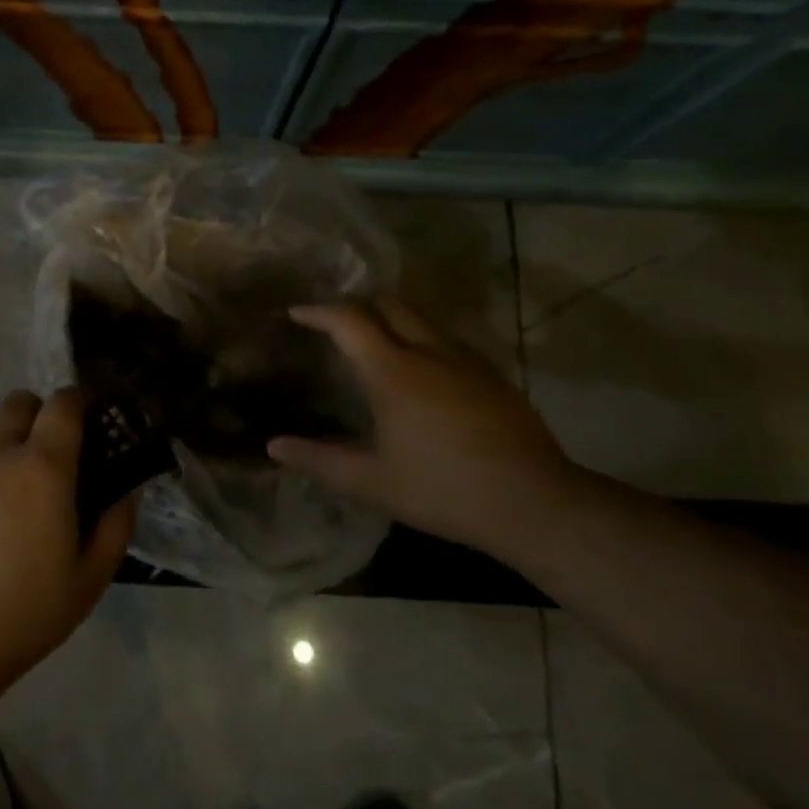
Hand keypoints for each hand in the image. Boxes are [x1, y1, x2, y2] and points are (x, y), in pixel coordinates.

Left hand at [0, 389, 137, 704]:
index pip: (64, 403)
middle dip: (39, 415)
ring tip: (3, 483)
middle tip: (45, 456)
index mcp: (42, 467)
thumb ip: (116, 525)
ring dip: (1, 438)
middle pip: (19, 402)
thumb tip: (128, 488)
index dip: (79, 402)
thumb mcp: (89, 581)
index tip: (87, 420)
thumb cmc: (20, 619)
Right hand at [268, 298, 575, 552]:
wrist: (534, 503)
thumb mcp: (372, 481)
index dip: (318, 311)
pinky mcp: (493, 376)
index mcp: (393, 371)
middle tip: (337, 326)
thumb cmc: (443, 489)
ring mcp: (467, 360)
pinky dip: (423, 341)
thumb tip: (274, 446)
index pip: (349, 320)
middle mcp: (429, 351)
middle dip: (359, 305)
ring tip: (376, 347)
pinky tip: (423, 375)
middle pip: (389, 304)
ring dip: (393, 321)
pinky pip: (448, 340)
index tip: (297, 313)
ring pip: (423, 319)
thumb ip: (320, 460)